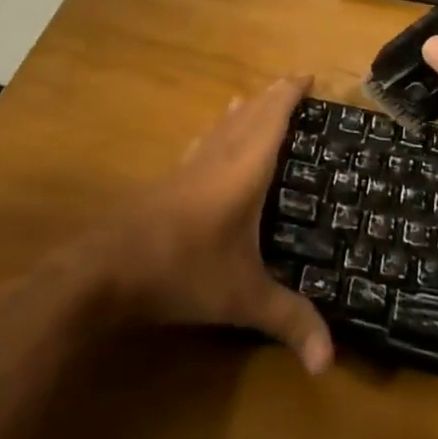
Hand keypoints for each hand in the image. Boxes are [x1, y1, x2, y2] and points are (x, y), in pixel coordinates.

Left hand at [76, 75, 333, 374]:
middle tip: (295, 86)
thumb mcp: (242, 298)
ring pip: (223, 124)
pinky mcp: (170, 180)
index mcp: (244, 167)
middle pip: (250, 112)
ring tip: (257, 101)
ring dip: (245, 109)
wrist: (108, 269)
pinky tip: (213, 142)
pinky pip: (205, 141)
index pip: (273, 116)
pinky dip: (220, 131)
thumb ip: (288, 321)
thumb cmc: (183, 270)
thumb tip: (329, 364)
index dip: (291, 92)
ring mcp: (190, 165)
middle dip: (273, 96)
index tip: (309, 74)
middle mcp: (219, 155)